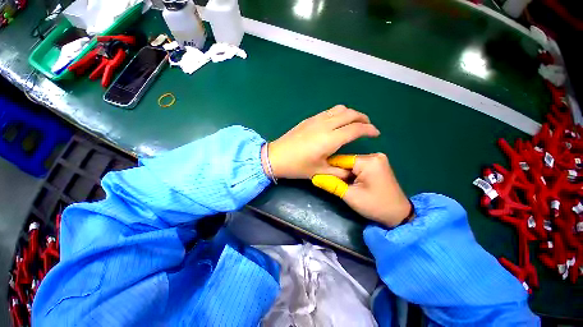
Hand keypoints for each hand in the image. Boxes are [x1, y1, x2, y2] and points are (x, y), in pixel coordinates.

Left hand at [265, 105, 379, 178]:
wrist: (276, 157)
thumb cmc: (297, 166)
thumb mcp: (320, 172)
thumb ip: (339, 173)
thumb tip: (351, 172)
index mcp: (330, 139)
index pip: (356, 129)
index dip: (369, 130)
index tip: (376, 133)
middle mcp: (325, 125)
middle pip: (350, 114)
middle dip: (363, 118)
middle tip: (367, 126)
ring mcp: (316, 119)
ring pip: (339, 109)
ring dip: (351, 113)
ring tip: (354, 122)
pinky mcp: (309, 119)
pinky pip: (328, 111)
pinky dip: (338, 113)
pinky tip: (336, 122)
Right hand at [312, 154, 411, 226]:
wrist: (398, 215)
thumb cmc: (375, 206)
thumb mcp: (350, 196)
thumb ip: (332, 184)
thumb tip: (314, 177)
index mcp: (368, 160)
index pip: (340, 160)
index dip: (330, 169)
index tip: (321, 176)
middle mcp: (374, 155)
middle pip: (346, 161)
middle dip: (339, 173)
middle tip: (333, 184)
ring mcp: (377, 159)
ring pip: (351, 164)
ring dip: (345, 174)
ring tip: (344, 185)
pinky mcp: (378, 165)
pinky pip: (358, 166)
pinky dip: (353, 174)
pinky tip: (352, 183)